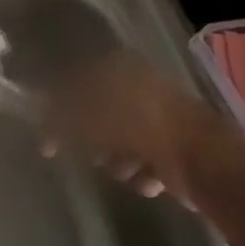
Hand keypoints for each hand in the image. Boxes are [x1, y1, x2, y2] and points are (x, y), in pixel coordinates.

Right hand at [37, 48, 230, 208]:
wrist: (202, 159)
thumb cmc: (137, 128)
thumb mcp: (85, 118)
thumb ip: (57, 118)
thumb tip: (41, 123)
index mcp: (118, 67)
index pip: (76, 81)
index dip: (59, 107)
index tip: (50, 136)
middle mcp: (139, 85)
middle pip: (99, 115)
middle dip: (93, 141)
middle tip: (91, 154)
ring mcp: (159, 115)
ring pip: (121, 142)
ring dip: (119, 161)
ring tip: (128, 167)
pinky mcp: (175, 145)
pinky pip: (145, 161)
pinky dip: (144, 172)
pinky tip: (150, 178)